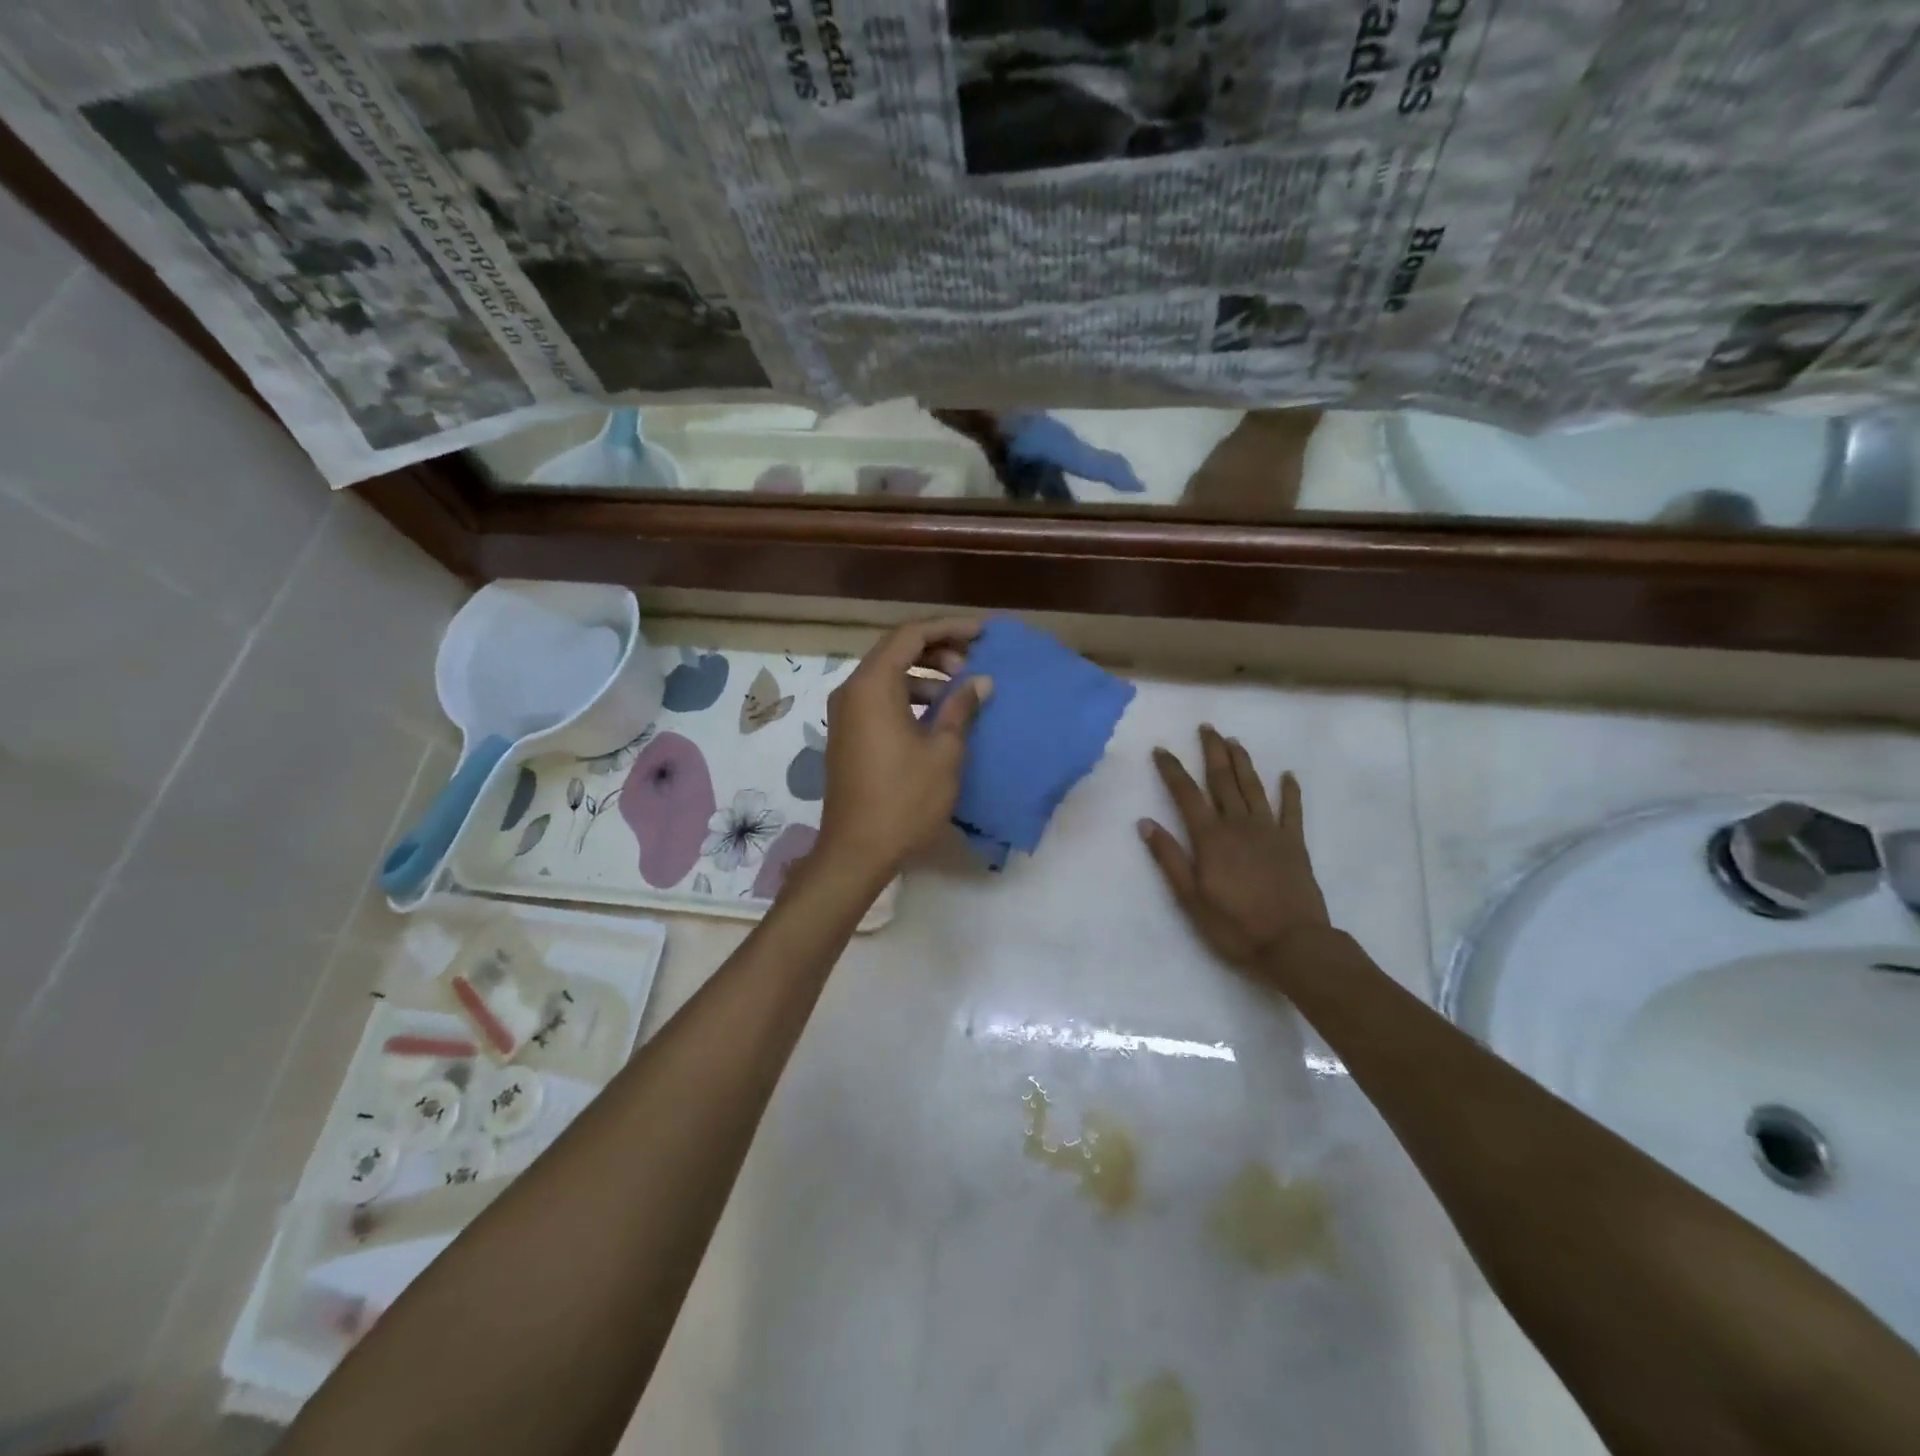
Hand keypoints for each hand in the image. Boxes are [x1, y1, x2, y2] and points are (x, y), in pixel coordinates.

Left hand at [816, 618, 991, 880]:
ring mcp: (845, 713)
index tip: (982, 633)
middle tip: (972, 663)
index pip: (911, 635)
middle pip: (896, 651)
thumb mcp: (943, 751)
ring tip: (959, 690)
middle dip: (937, 650)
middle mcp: (852, 691)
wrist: (856, 850)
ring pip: (887, 676)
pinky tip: (936, 715)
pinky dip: (908, 696)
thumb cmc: (904, 799)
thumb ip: (961, 708)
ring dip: (924, 675)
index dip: (949, 628)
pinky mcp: (847, 734)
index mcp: (872, 685)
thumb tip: (980, 681)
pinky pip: (879, 699)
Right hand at [1138, 725, 1330, 973]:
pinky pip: (1292, 810)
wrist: (1293, 944)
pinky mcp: (1294, 843)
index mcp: (1211, 838)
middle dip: (1212, 752)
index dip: (1172, 770)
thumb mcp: (1190, 898)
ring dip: (1243, 762)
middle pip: (1222, 780)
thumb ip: (1169, 858)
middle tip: (1207, 728)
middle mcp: (1239, 825)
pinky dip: (1290, 791)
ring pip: (1253, 787)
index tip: (1161, 749)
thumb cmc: (1234, 925)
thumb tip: (1145, 823)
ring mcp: (1270, 831)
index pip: (1186, 794)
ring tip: (1234, 741)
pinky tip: (1288, 775)